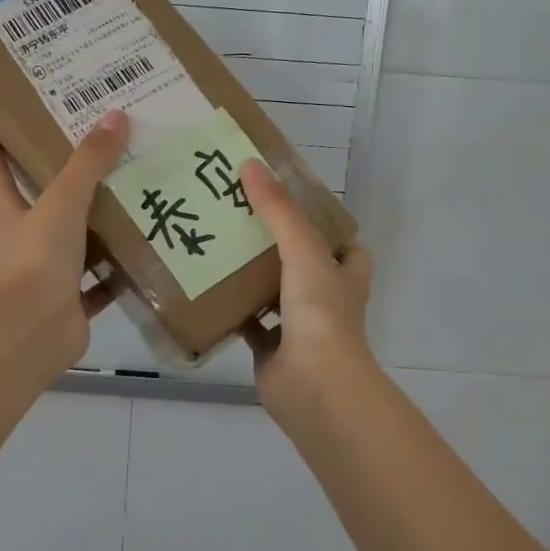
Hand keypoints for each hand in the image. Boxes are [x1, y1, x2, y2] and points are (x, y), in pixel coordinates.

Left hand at [0, 110, 129, 373]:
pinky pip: (100, 286)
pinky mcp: (73, 304)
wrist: (37, 327)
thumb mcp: (64, 200)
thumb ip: (89, 162)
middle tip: (96, 155)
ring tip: (133, 202)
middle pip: (43, 207)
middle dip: (64, 185)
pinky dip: (118, 275)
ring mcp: (50, 276)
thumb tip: (115, 117)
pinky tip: (144, 256)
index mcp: (14, 215)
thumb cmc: (40, 256)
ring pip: (77, 246)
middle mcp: (29, 243)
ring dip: (99, 230)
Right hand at [240, 159, 376, 422]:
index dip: (324, 223)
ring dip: (251, 275)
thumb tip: (250, 165)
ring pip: (274, 293)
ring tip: (217, 243)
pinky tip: (204, 289)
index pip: (343, 242)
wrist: (314, 385)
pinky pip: (249, 324)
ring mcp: (299, 326)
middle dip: (276, 244)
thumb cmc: (320, 313)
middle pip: (302, 263)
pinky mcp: (271, 350)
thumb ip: (278, 211)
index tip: (289, 200)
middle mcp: (325, 298)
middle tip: (240, 215)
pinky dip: (230, 311)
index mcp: (344, 274)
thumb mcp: (303, 250)